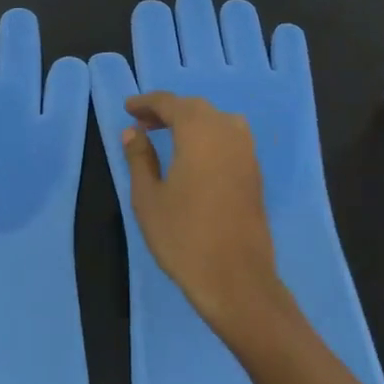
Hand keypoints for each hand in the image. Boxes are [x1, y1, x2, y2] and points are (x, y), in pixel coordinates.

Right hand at [120, 91, 289, 336]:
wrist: (236, 280)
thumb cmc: (184, 237)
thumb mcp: (148, 197)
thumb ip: (139, 158)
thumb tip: (133, 132)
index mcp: (199, 133)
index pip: (171, 103)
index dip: (147, 103)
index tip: (128, 108)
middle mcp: (227, 133)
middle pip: (195, 108)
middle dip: (168, 110)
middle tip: (143, 123)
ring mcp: (246, 153)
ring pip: (217, 120)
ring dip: (191, 121)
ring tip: (167, 135)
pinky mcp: (255, 173)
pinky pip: (230, 138)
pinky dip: (208, 135)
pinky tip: (193, 155)